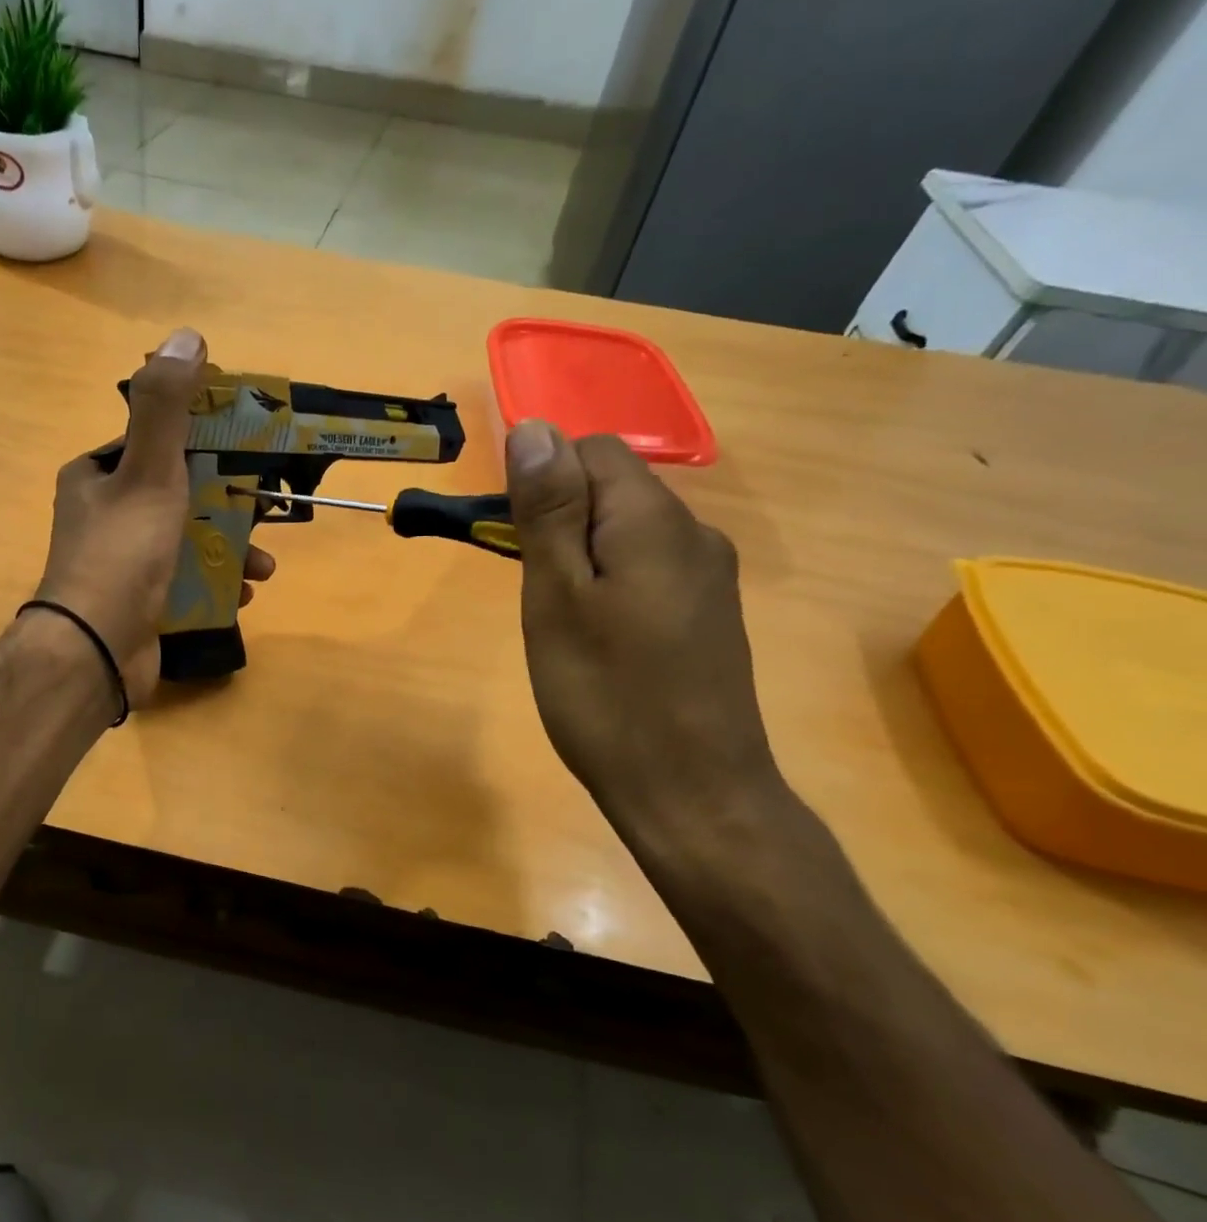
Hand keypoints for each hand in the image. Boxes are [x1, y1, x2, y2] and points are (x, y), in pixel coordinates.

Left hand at [34, 327, 274, 703]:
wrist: (95, 651)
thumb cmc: (122, 554)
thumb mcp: (148, 472)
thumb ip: (167, 409)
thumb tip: (187, 336)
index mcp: (97, 477)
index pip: (156, 444)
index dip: (205, 443)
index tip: (248, 453)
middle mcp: (105, 515)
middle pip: (181, 495)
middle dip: (229, 506)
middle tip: (269, 514)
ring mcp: (122, 564)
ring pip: (188, 542)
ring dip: (231, 550)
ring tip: (264, 568)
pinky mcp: (139, 604)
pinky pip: (186, 582)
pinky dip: (216, 584)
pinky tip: (242, 594)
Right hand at [505, 421, 780, 853]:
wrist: (692, 794)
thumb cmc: (606, 696)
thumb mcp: (556, 597)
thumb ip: (546, 510)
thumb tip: (533, 427)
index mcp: (655, 520)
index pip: (591, 450)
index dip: (541, 481)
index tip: (513, 542)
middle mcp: (694, 533)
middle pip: (611, 489)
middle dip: (556, 521)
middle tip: (531, 592)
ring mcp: (708, 577)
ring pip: (626, 532)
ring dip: (579, 556)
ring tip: (558, 623)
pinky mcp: (708, 614)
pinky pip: (647, 569)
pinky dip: (608, 584)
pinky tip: (596, 640)